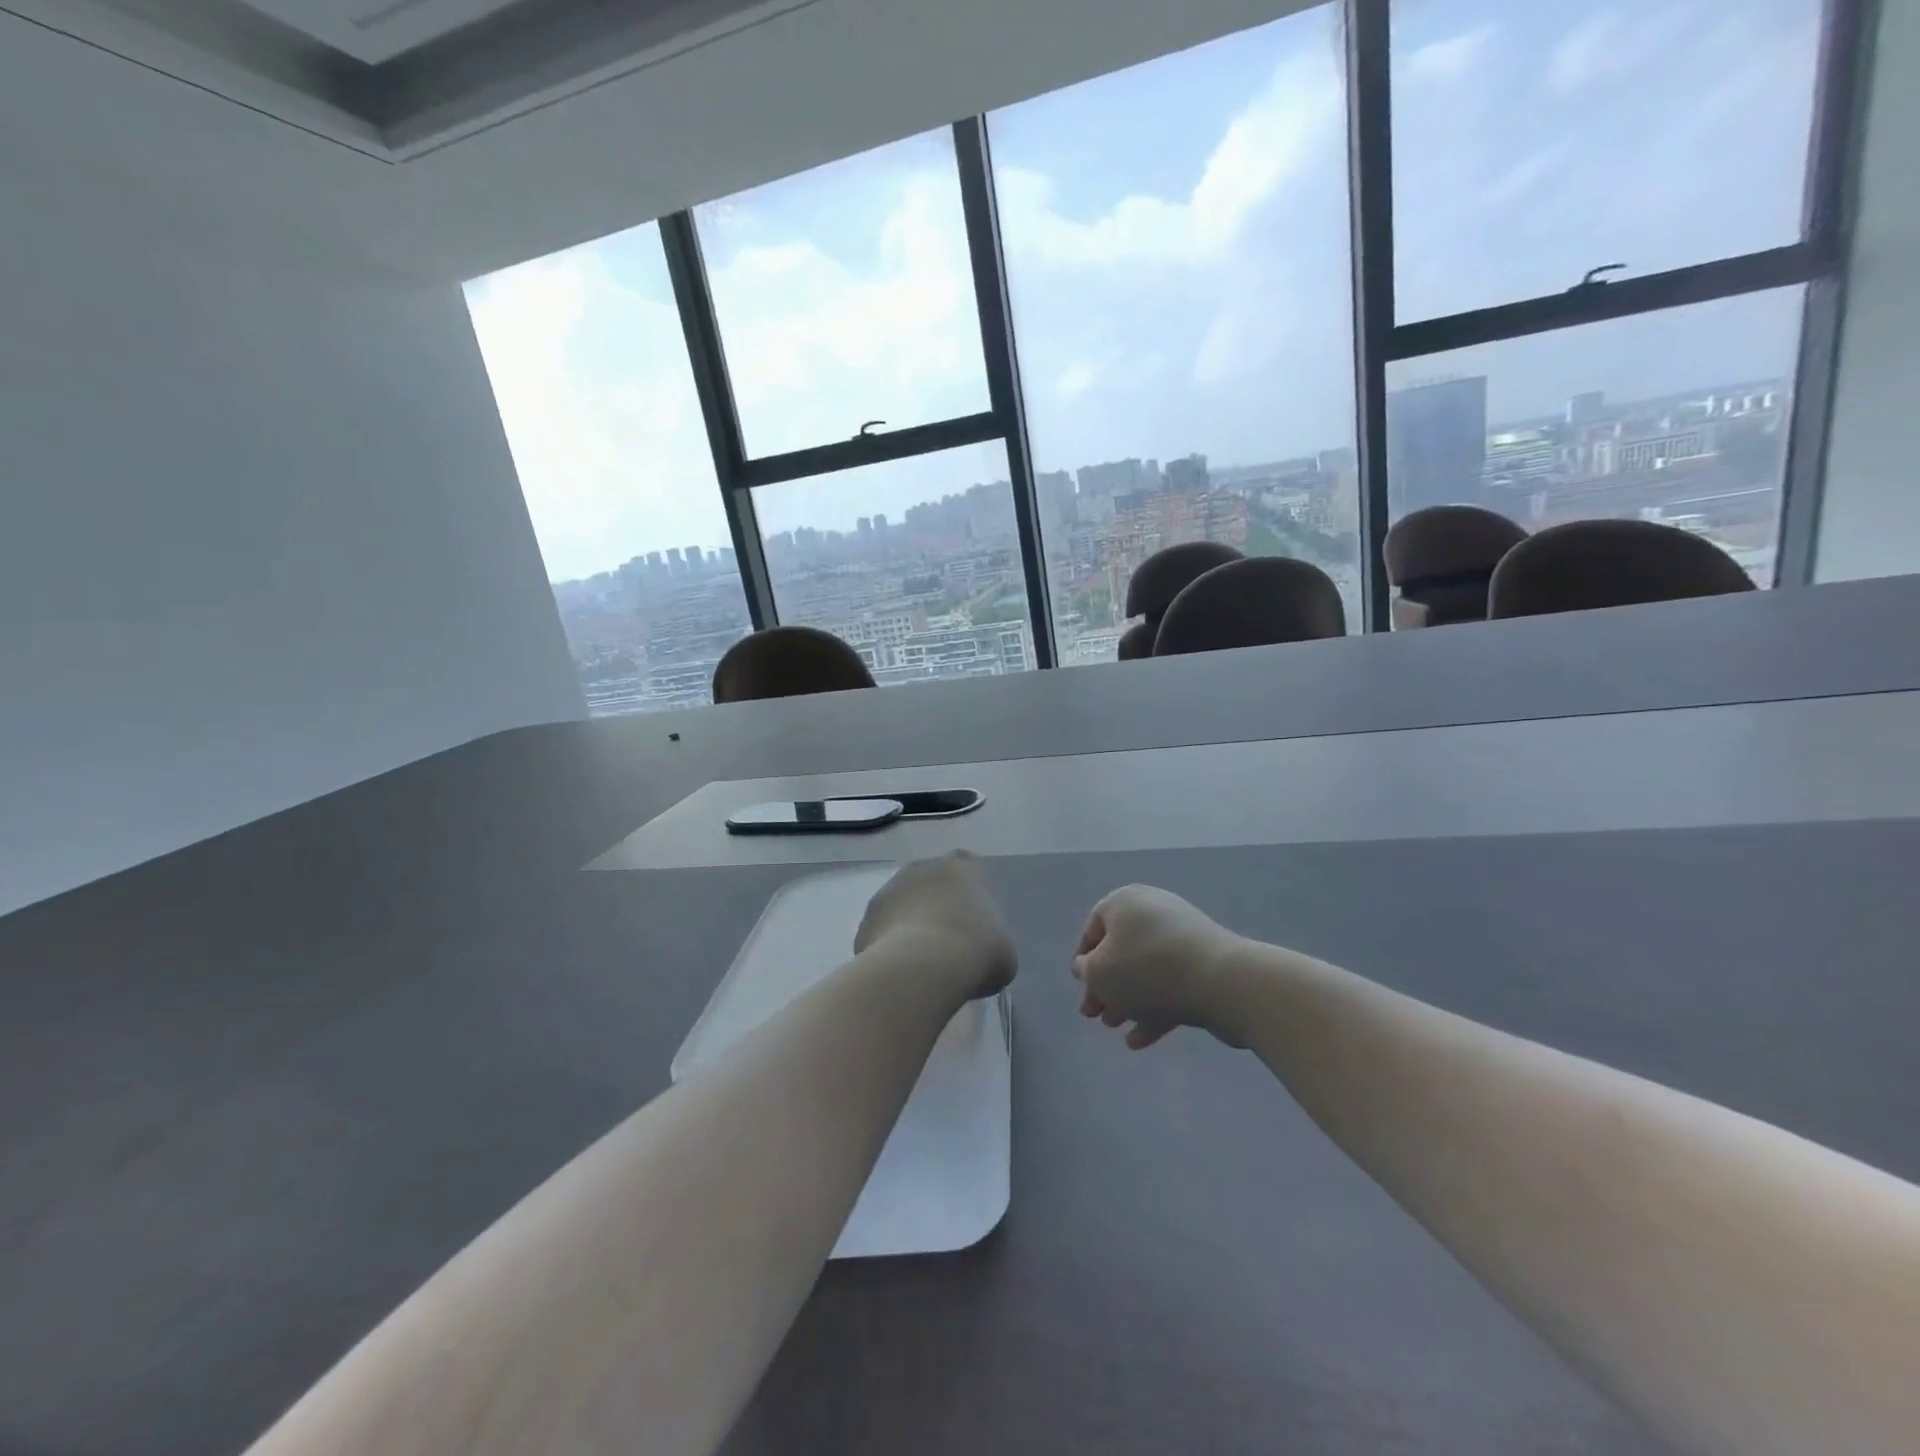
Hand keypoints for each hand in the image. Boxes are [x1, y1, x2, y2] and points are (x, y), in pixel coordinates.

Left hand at [855, 853, 1017, 1000]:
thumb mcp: (1004, 952)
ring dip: (909, 925)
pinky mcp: (865, 921)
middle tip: (947, 941)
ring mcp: (888, 892)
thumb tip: (982, 952)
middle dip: (935, 905)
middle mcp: (922, 869)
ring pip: (902, 906)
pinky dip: (889, 949)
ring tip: (921, 963)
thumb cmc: (975, 952)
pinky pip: (882, 933)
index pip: (966, 866)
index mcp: (961, 868)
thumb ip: (991, 940)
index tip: (972, 918)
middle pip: (929, 883)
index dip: (968, 890)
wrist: (921, 969)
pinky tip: (900, 973)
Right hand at [1073, 885, 1248, 1049]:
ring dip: (1127, 999)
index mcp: (1125, 902)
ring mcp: (1182, 939)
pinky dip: (1153, 1008)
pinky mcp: (1204, 965)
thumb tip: (1086, 965)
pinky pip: (1170, 985)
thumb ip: (1086, 970)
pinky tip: (1140, 1040)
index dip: (1083, 958)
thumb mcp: (1099, 972)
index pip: (1094, 926)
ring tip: (1116, 1027)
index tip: (1080, 985)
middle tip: (1094, 1015)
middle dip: (1105, 985)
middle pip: (1120, 951)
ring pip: (1145, 971)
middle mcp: (1153, 912)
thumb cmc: (1147, 970)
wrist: (1222, 982)